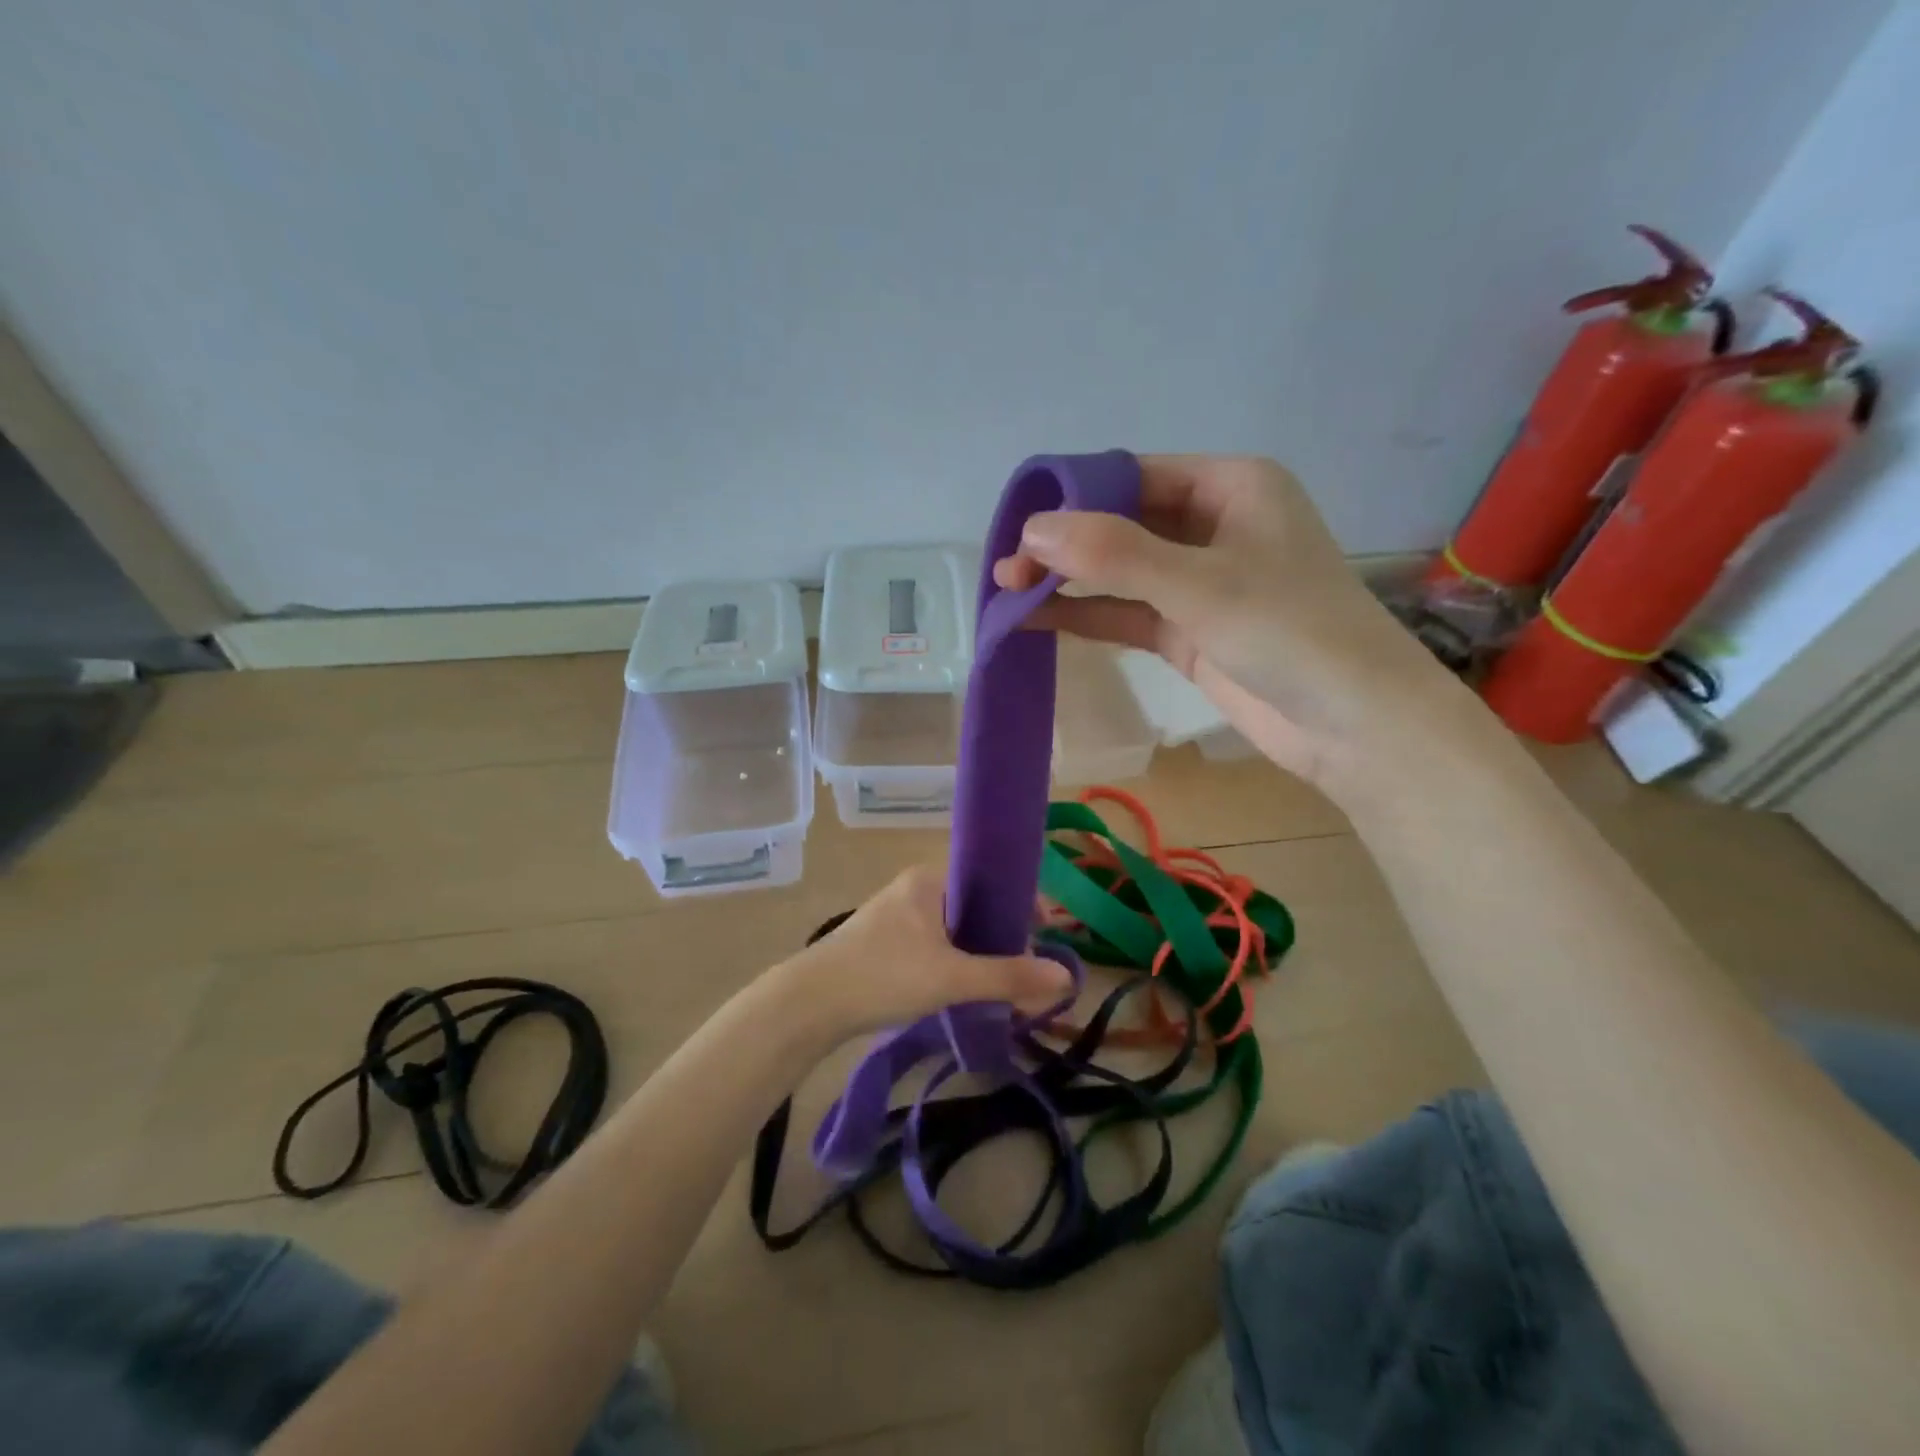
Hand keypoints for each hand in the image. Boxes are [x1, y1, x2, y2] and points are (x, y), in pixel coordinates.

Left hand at [777, 866, 1074, 1039]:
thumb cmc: (884, 976)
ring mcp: (894, 915)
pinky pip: (932, 943)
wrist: (809, 1004)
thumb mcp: (952, 977)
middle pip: (973, 904)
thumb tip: (1067, 976)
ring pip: (952, 927)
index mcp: (929, 879)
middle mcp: (912, 888)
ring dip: (978, 951)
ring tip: (1001, 982)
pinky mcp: (881, 942)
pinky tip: (963, 988)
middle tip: (1026, 966)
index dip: (1020, 903)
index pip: (989, 879)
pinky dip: (954, 961)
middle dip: (1002, 933)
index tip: (1045, 932)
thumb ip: (1008, 976)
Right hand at [994, 454, 1466, 791]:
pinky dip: (1087, 615)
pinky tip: (1039, 619)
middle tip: (1006, 568)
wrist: (1355, 727)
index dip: (1074, 494)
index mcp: (1230, 485)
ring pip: (1120, 571)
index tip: (1020, 524)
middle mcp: (1213, 525)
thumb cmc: (1292, 632)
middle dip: (1065, 544)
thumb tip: (1032, 532)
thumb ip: (1115, 555)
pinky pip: (1127, 613)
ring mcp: (1199, 583)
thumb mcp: (1200, 584)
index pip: (1136, 473)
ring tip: (1006, 592)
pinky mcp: (1189, 631)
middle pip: (1122, 522)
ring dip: (1069, 581)